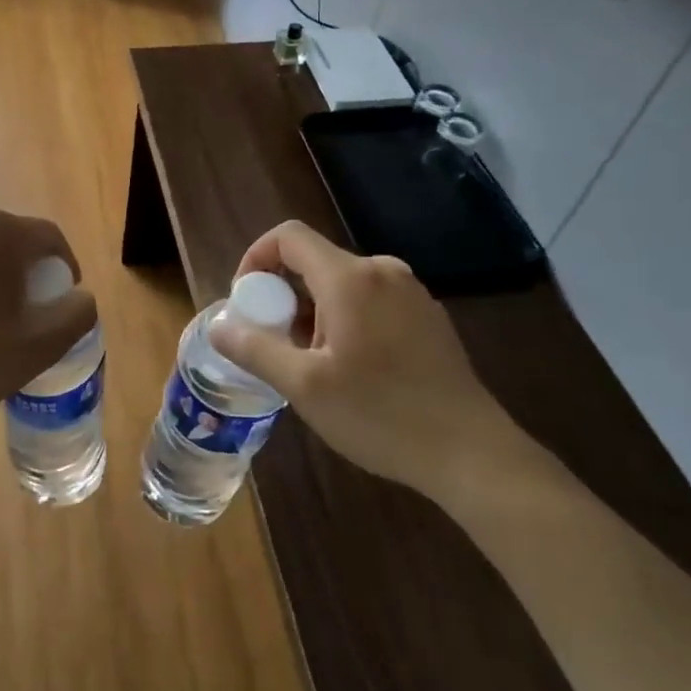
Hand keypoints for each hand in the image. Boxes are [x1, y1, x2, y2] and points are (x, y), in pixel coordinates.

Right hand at [209, 220, 528, 502]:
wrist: (472, 453)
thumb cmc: (381, 416)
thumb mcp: (304, 386)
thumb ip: (254, 348)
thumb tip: (218, 324)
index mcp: (350, 278)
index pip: (287, 237)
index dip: (255, 259)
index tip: (248, 304)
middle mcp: (382, 271)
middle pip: (313, 262)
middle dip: (284, 298)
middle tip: (277, 347)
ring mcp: (411, 292)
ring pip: (341, 285)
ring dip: (313, 314)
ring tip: (313, 367)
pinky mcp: (427, 316)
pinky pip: (369, 301)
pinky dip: (345, 321)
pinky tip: (352, 371)